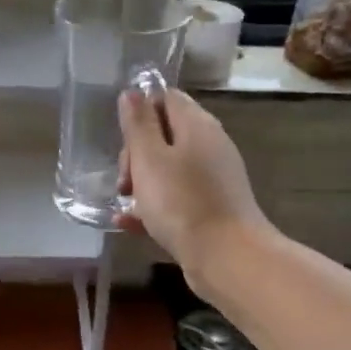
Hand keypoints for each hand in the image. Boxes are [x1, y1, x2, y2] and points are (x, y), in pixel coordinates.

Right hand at [118, 87, 267, 284]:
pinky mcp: (211, 209)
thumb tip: (132, 92)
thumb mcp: (150, 158)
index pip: (167, 98)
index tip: (123, 138)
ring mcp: (213, 179)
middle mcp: (209, 146)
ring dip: (142, 183)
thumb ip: (138, 124)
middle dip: (136, 154)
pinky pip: (176, 198)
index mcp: (197, 125)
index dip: (140, 111)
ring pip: (168, 170)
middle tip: (124, 181)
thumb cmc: (182, 202)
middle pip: (165, 135)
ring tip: (124, 204)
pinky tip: (130, 223)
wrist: (227, 257)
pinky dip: (154, 206)